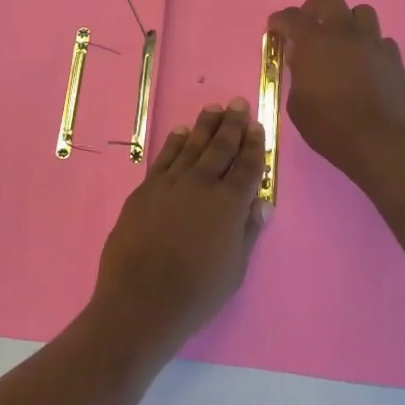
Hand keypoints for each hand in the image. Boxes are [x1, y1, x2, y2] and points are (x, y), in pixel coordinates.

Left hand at [92, 98, 264, 352]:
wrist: (142, 300)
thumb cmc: (197, 293)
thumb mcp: (235, 268)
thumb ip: (248, 231)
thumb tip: (262, 203)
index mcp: (230, 204)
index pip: (247, 166)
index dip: (255, 145)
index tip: (258, 126)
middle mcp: (202, 184)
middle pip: (221, 147)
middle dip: (232, 124)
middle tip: (238, 104)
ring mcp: (171, 183)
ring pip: (192, 145)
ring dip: (205, 125)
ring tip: (214, 108)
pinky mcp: (146, 189)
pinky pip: (164, 157)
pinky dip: (174, 142)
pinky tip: (180, 131)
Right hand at [269, 0, 404, 184]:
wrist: (380, 142)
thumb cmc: (330, 126)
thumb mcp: (297, 104)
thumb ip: (297, 75)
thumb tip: (302, 62)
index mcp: (314, 41)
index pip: (291, 17)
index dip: (279, 20)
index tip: (275, 29)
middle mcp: (344, 32)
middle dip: (314, 8)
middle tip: (309, 28)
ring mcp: (373, 42)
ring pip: (361, 12)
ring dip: (347, 22)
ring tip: (341, 42)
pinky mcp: (394, 57)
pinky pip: (380, 40)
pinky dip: (369, 46)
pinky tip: (364, 64)